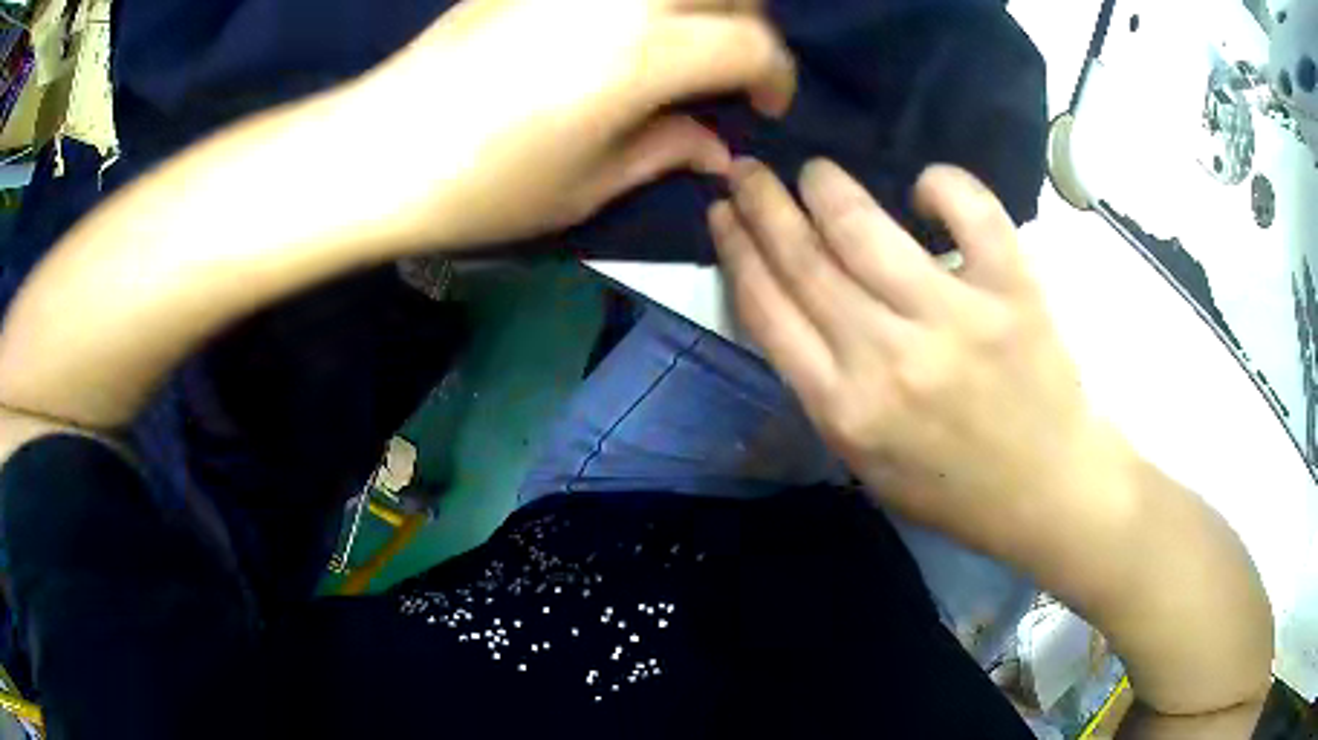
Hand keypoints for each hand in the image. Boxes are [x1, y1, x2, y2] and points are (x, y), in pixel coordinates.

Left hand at [345, 0, 795, 249]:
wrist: (381, 147)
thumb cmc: (483, 185)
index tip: (762, 104)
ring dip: (701, 1)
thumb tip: (720, 148)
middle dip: (748, 25)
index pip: (752, 43)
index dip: (775, 76)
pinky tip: (626, 23)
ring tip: (683, 37)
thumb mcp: (588, 186)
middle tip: (728, 66)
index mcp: (644, 53)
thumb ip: (667, 150)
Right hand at [709, 159, 1130, 562]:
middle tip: (745, 169)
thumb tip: (791, 307)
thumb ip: (823, 391)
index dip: (736, 250)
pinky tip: (925, 185)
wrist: (1046, 494)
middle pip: (804, 260)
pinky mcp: (1011, 294)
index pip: (767, 309)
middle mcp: (887, 359)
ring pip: (864, 229)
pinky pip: (971, 213)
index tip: (722, 214)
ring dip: (826, 187)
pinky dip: (944, 185)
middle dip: (761, 203)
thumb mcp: (866, 463)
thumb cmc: (955, 489)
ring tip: (815, 172)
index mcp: (844, 409)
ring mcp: (954, 321)